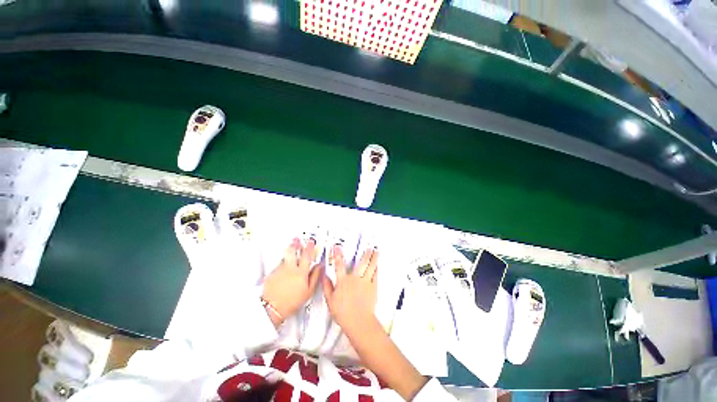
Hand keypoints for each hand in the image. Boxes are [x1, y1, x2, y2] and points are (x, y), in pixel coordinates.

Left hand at [262, 238, 321, 323]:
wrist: (272, 308)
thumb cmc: (291, 302)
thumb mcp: (308, 291)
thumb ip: (315, 276)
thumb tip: (320, 268)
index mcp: (301, 272)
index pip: (307, 255)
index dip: (310, 247)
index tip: (311, 242)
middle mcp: (290, 268)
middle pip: (293, 251)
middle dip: (296, 244)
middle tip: (297, 239)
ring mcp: (280, 270)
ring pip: (285, 257)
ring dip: (289, 253)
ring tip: (291, 249)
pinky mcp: (272, 274)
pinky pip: (278, 265)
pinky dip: (282, 263)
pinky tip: (284, 265)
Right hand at [324, 246, 428, 399]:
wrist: (358, 321)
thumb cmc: (343, 312)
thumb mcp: (330, 300)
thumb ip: (327, 286)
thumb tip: (324, 276)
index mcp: (343, 281)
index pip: (339, 265)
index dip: (338, 255)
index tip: (337, 247)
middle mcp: (355, 279)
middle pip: (361, 263)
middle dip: (365, 254)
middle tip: (369, 247)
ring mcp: (365, 282)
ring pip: (370, 267)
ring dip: (373, 258)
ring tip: (376, 252)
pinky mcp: (373, 287)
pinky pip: (375, 275)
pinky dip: (376, 269)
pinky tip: (377, 265)